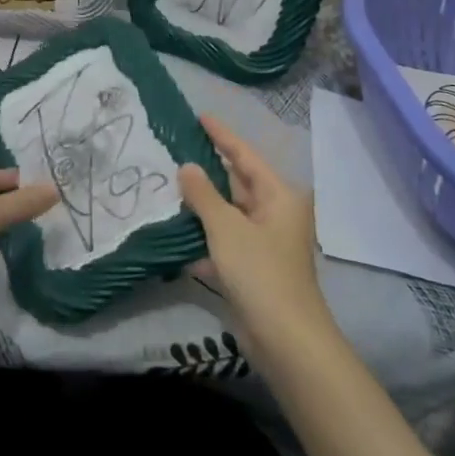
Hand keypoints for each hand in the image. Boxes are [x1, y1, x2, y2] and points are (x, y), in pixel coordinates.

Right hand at [179, 115, 334, 348]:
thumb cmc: (259, 271)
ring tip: (169, 186)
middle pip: (238, 184)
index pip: (245, 156)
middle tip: (177, 149)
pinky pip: (225, 242)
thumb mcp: (226, 227)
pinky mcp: (254, 269)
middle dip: (209, 171)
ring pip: (229, 214)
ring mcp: (265, 243)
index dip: (223, 135)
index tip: (201, 116)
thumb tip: (187, 167)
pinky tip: (177, 234)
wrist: (285, 339)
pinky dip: (205, 238)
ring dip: (203, 205)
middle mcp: (276, 214)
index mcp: (279, 196)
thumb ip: (203, 194)